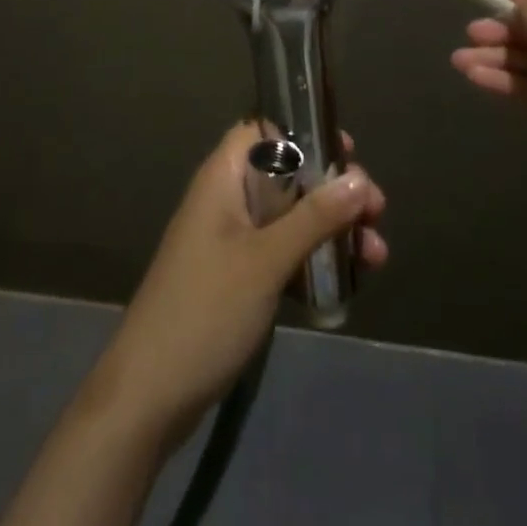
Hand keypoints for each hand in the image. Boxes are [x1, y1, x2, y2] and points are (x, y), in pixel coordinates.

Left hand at [86, 123, 386, 446]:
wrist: (149, 395)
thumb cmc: (206, 310)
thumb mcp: (265, 261)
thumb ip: (314, 218)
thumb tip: (360, 179)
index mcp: (223, 178)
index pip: (263, 130)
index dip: (304, 131)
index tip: (347, 152)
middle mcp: (227, 199)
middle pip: (287, 175)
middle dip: (333, 189)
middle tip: (376, 211)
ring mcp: (232, 240)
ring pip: (291, 217)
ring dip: (333, 229)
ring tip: (377, 255)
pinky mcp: (238, 277)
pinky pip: (284, 253)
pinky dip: (315, 260)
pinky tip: (351, 281)